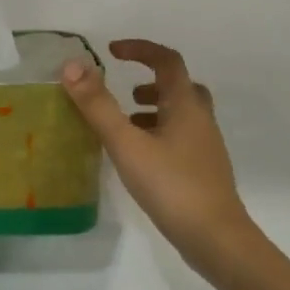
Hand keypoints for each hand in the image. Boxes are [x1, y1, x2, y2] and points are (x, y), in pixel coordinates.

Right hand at [61, 39, 261, 264]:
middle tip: (124, 92)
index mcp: (186, 105)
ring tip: (124, 124)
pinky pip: (180, 138)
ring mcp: (205, 147)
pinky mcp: (203, 171)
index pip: (167, 61)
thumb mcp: (126, 143)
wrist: (216, 239)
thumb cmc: (171, 185)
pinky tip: (138, 157)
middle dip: (150, 81)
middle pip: (180, 86)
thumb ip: (98, 105)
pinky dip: (158, 133)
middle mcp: (200, 120)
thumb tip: (72, 66)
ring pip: (181, 114)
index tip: (112, 51)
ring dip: (153, 109)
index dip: (140, 49)